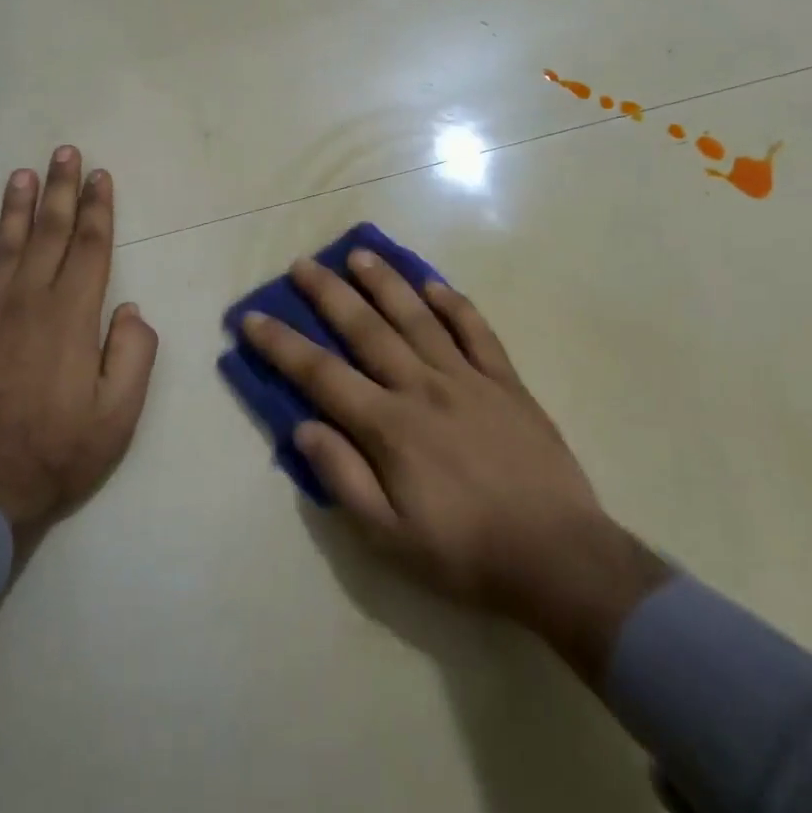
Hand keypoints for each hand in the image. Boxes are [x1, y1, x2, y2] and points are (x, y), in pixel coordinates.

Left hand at [0, 147, 157, 551]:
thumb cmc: (59, 454)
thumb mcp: (119, 415)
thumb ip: (134, 354)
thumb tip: (129, 308)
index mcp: (71, 319)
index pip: (90, 249)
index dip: (98, 209)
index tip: (100, 176)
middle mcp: (28, 303)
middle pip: (49, 235)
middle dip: (60, 191)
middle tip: (64, 152)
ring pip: (4, 247)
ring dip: (16, 207)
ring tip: (23, 173)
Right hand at [241, 249, 668, 682]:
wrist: (559, 558)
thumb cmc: (465, 553)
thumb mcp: (389, 536)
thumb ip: (343, 477)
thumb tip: (303, 428)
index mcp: (389, 427)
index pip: (321, 375)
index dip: (282, 345)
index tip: (253, 318)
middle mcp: (422, 388)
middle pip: (366, 330)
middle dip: (329, 295)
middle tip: (304, 264)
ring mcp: (468, 379)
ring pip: (418, 318)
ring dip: (386, 283)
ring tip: (360, 254)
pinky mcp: (506, 383)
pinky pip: (476, 331)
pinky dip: (454, 304)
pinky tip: (434, 284)